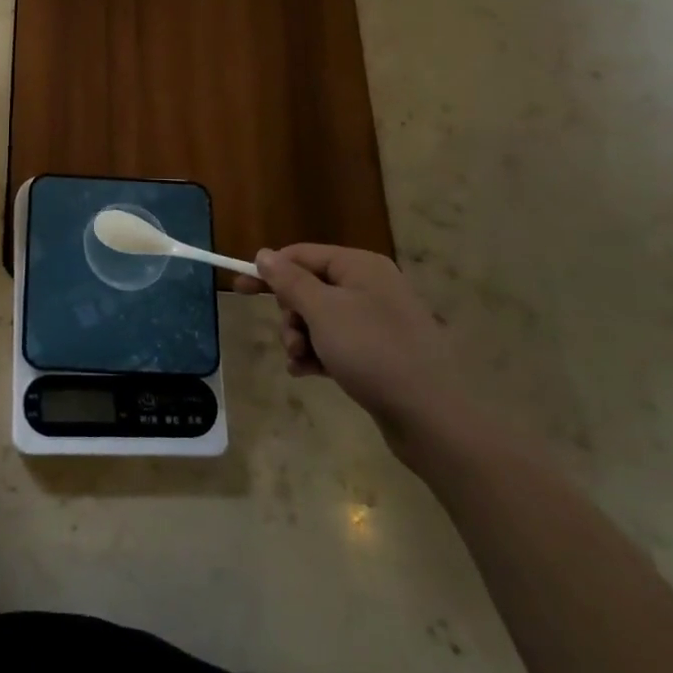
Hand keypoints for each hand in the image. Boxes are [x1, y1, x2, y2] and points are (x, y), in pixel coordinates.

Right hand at [234, 245, 469, 456]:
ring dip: (301, 338)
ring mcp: (378, 321)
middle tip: (290, 338)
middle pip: (309, 288)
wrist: (434, 418)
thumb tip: (264, 254)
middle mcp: (371, 286)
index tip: (238, 287)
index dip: (269, 270)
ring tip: (299, 362)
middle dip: (290, 314)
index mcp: (360, 266)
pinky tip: (307, 373)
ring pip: (320, 319)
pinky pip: (336, 343)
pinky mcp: (381, 353)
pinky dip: (318, 355)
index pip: (302, 255)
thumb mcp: (322, 311)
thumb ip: (289, 280)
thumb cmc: (373, 352)